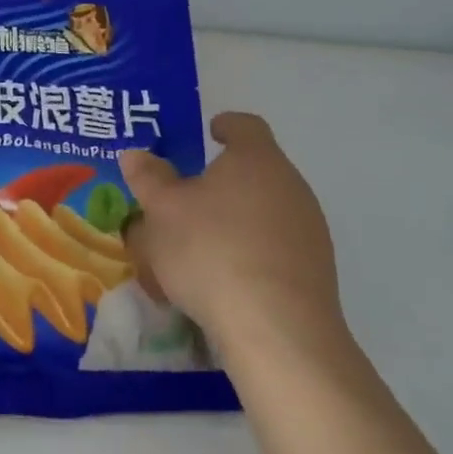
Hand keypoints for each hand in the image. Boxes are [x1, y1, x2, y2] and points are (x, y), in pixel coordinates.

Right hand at [119, 112, 349, 365]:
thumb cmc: (211, 251)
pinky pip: (278, 247)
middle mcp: (291, 185)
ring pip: (268, 210)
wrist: (276, 328)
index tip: (210, 132)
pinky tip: (227, 277)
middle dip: (225, 179)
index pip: (246, 126)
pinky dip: (253, 251)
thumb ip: (148, 178)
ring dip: (238, 217)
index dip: (226, 125)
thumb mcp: (161, 212)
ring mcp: (310, 229)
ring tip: (202, 242)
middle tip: (189, 196)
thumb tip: (136, 153)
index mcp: (256, 159)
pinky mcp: (316, 270)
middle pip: (258, 169)